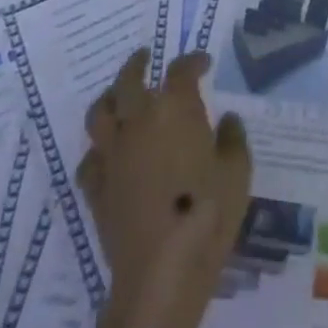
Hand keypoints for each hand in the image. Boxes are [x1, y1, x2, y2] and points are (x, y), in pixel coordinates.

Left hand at [77, 50, 250, 327]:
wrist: (161, 270)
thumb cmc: (206, 212)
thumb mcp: (237, 172)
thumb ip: (232, 139)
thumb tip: (226, 121)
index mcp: (175, 107)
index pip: (181, 69)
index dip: (193, 61)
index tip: (203, 63)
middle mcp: (139, 120)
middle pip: (129, 80)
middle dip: (137, 64)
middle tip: (145, 57)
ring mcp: (113, 154)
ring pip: (99, 113)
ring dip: (109, 98)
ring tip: (117, 96)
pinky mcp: (96, 189)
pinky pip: (89, 160)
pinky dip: (98, 151)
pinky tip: (107, 155)